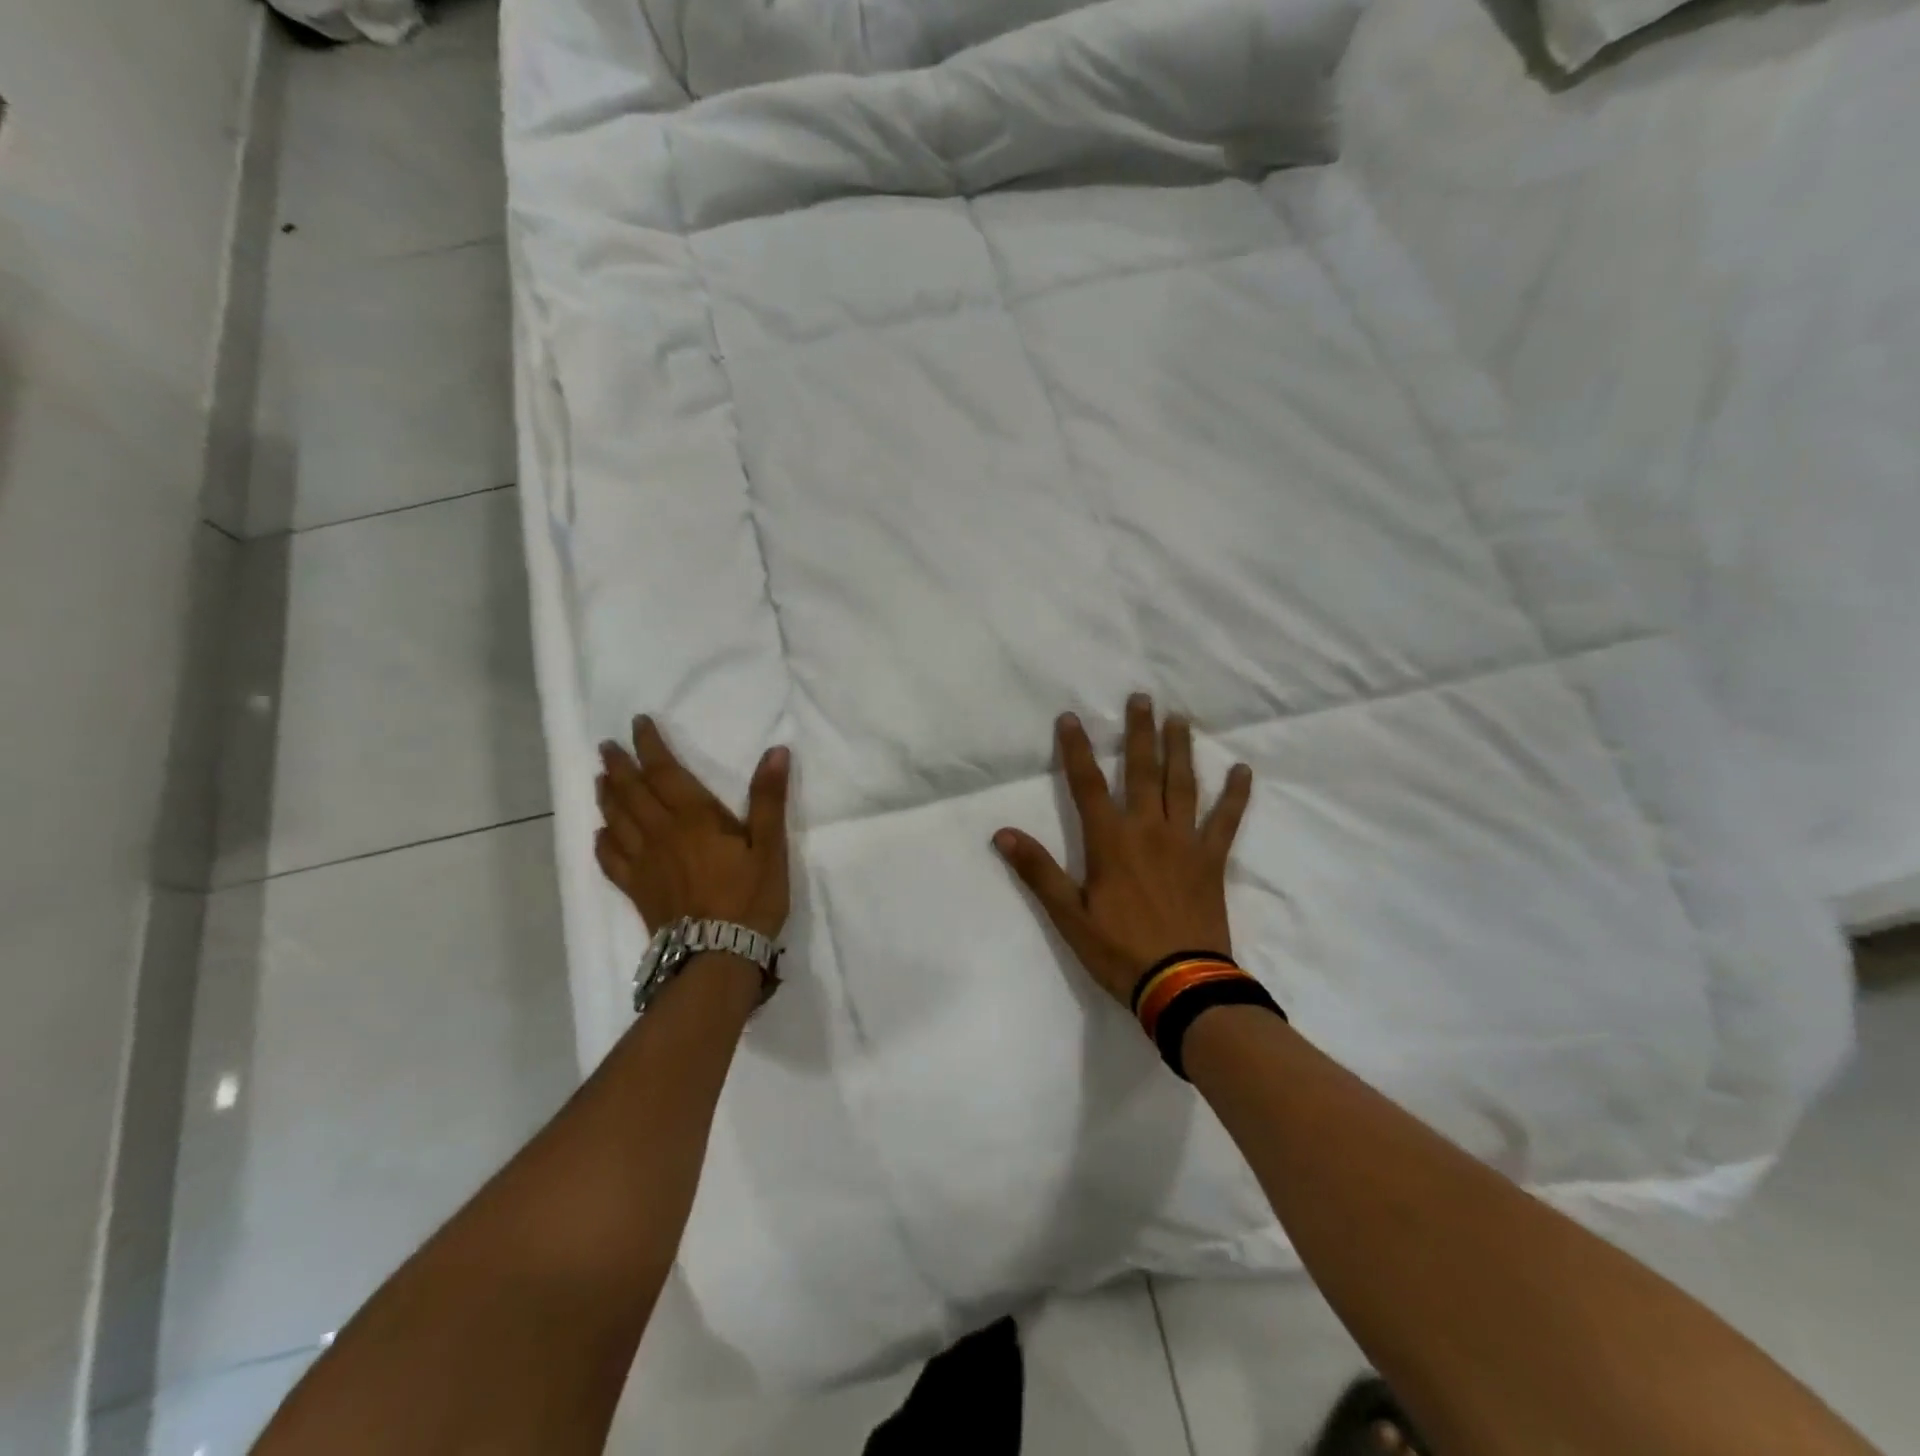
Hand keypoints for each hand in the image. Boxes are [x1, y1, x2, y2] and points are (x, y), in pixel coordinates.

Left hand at [594, 716, 791, 939]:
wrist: (717, 955)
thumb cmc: (749, 898)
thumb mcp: (771, 846)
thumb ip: (769, 798)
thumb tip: (776, 751)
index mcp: (694, 817)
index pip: (663, 771)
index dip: (649, 745)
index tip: (637, 723)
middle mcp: (661, 833)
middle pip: (631, 792)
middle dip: (618, 765)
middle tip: (606, 746)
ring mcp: (644, 863)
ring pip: (616, 820)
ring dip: (607, 796)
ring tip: (600, 779)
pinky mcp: (637, 890)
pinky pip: (611, 859)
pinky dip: (602, 841)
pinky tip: (601, 835)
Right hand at [995, 694, 1251, 1005]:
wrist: (1182, 984)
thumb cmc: (1119, 950)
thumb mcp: (1069, 915)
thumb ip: (1038, 871)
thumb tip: (1002, 833)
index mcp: (1110, 841)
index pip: (1086, 785)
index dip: (1076, 750)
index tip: (1070, 718)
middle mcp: (1147, 829)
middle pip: (1140, 771)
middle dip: (1138, 732)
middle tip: (1141, 697)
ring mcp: (1184, 842)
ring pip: (1182, 784)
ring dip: (1179, 749)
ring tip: (1179, 718)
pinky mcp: (1211, 860)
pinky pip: (1226, 820)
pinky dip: (1235, 795)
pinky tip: (1242, 770)